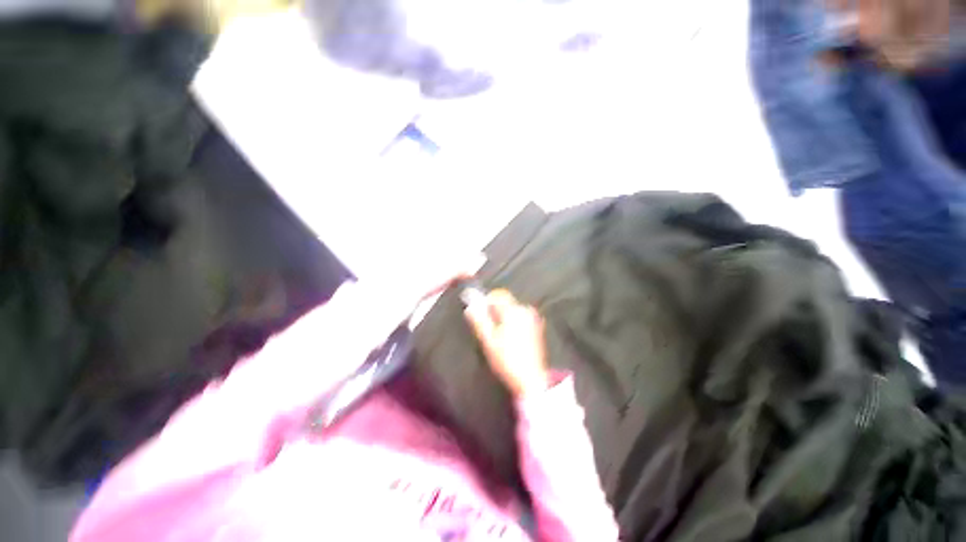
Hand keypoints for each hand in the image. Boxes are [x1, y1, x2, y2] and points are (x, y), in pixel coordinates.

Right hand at [464, 289, 550, 398]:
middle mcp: (526, 310)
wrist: (531, 378)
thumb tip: (470, 305)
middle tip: (489, 329)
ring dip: (503, 317)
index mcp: (514, 311)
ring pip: (513, 310)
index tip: (481, 314)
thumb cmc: (506, 359)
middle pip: (506, 302)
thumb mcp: (488, 339)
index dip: (487, 301)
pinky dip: (513, 322)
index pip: (499, 294)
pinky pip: (521, 317)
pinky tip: (509, 339)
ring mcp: (533, 319)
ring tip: (498, 337)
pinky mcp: (537, 327)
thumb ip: (478, 319)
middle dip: (495, 311)